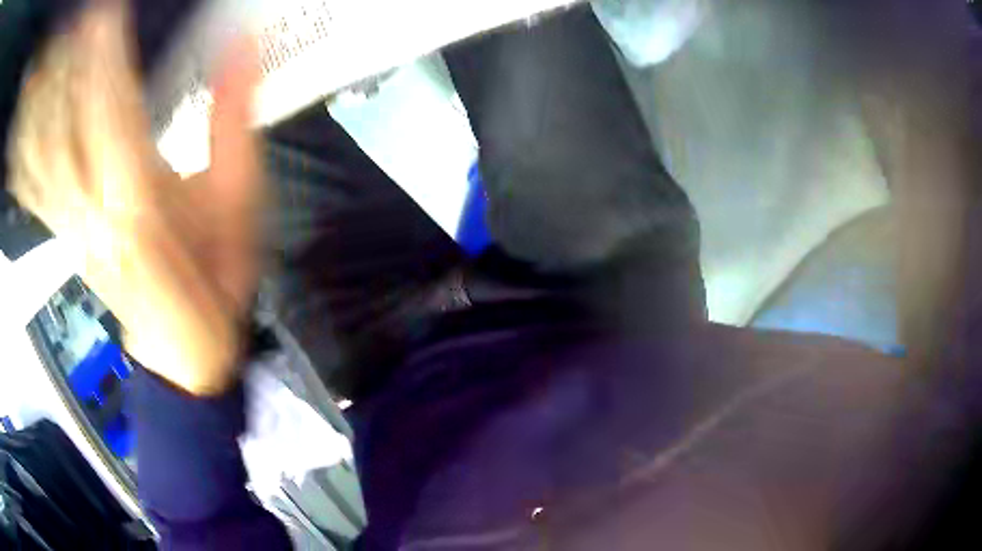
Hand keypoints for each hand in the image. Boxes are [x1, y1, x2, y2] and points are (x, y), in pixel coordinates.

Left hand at [9, 1, 261, 394]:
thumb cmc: (212, 279)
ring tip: (42, 68)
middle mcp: (90, 207)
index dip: (103, 55)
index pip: (110, 107)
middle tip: (71, 26)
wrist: (184, 347)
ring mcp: (70, 221)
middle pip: (62, 127)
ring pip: (41, 155)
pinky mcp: (64, 230)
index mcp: (137, 199)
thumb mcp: (236, 207)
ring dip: (36, 108)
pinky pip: (34, 188)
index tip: (102, 12)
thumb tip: (242, 48)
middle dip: (59, 71)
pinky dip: (24, 157)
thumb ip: (233, 125)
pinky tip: (22, 134)